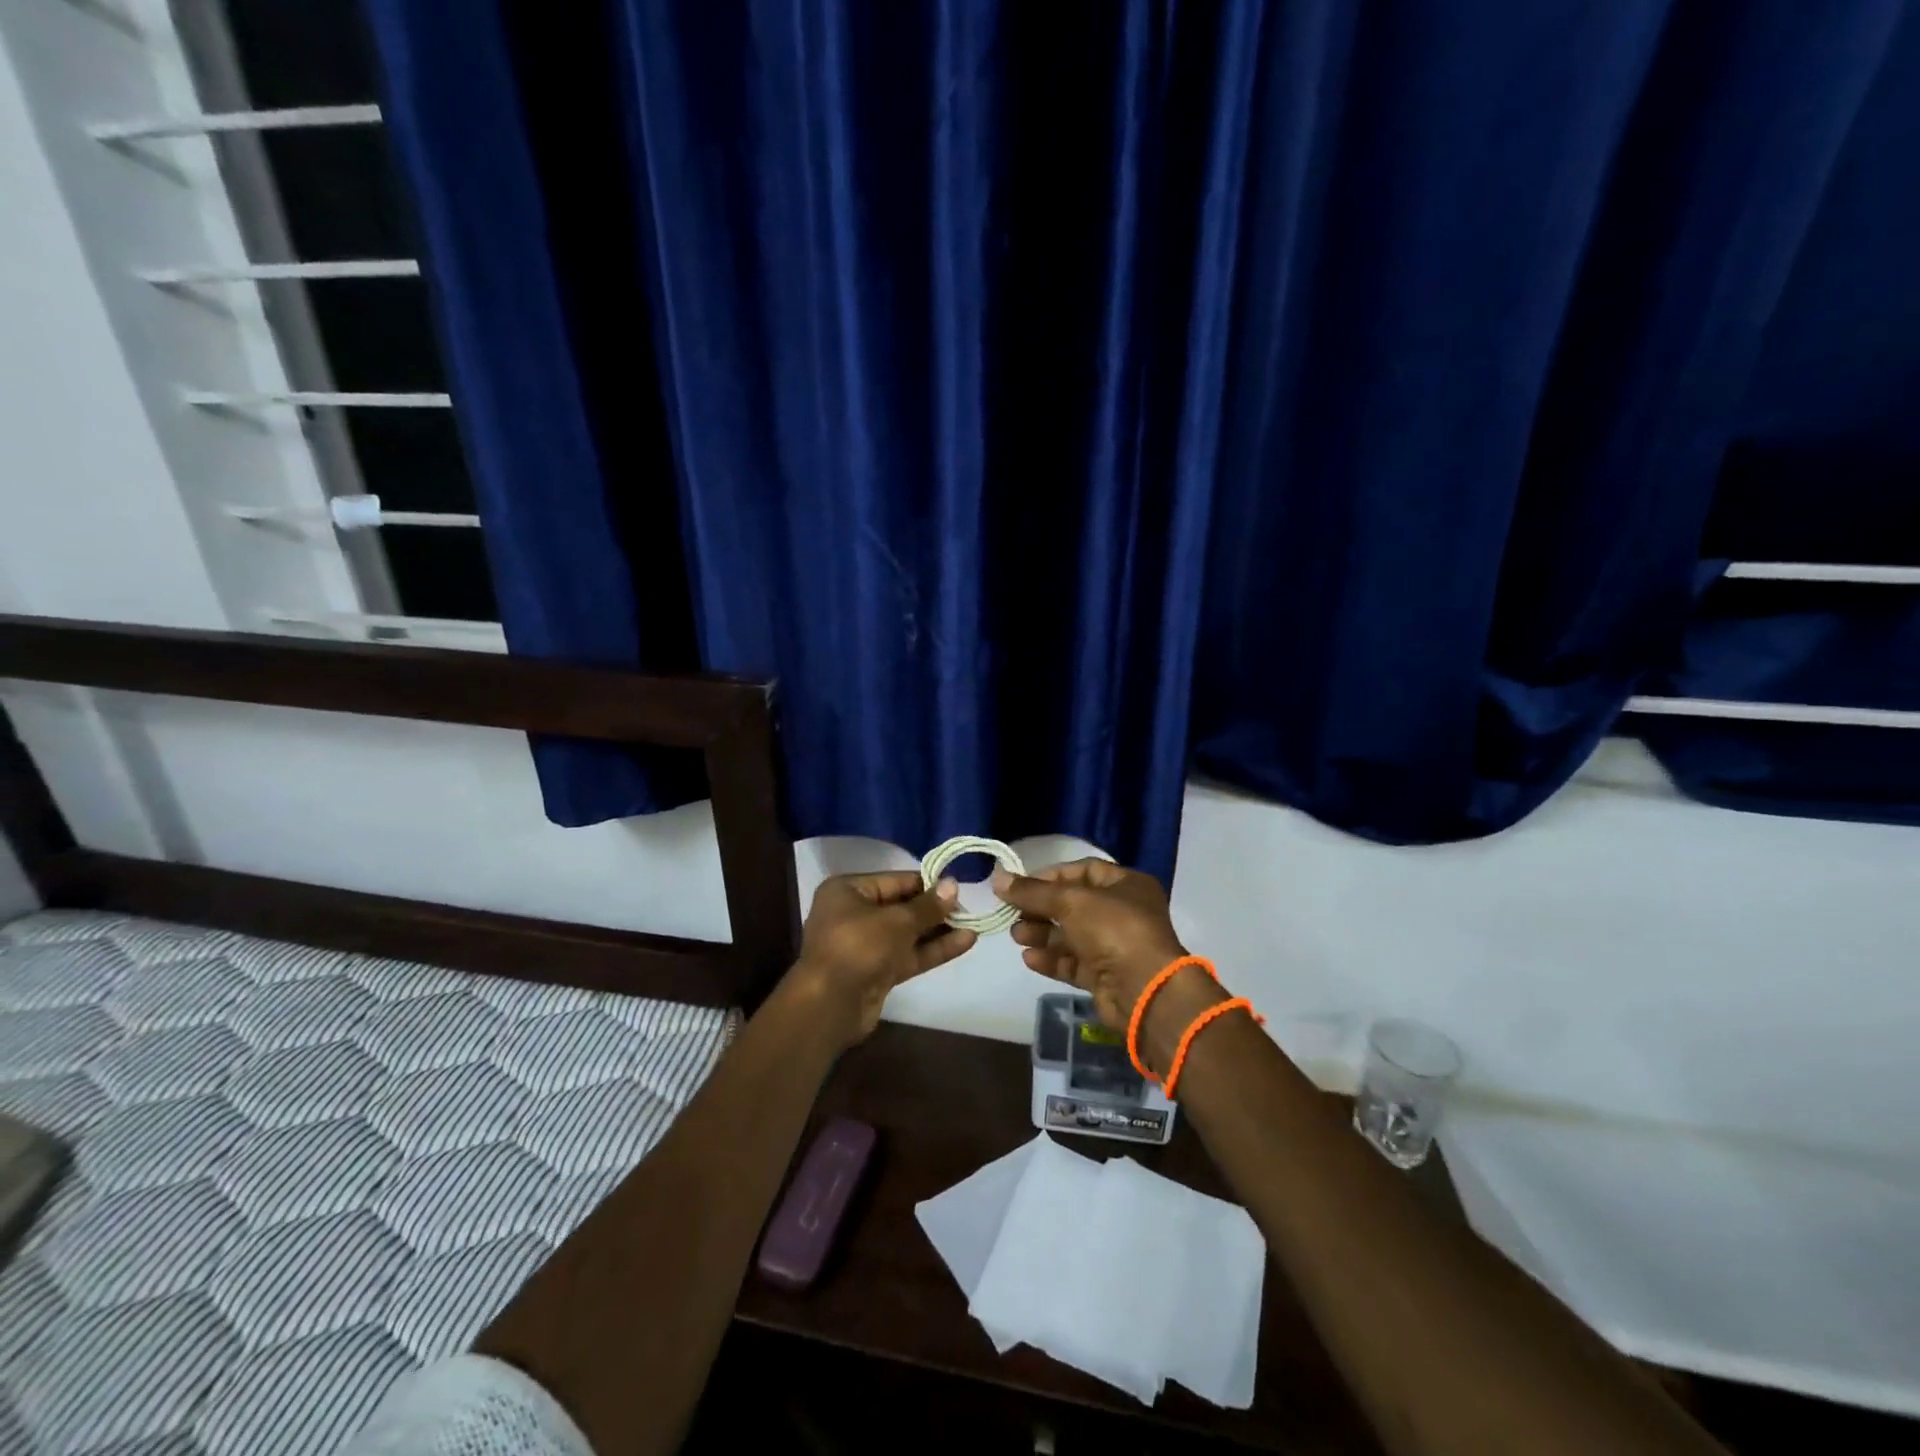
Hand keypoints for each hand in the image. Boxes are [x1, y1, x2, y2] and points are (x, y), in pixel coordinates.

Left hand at [786, 871, 976, 1048]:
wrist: (830, 1005)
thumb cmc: (858, 947)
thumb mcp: (897, 921)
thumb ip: (927, 906)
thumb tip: (953, 885)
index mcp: (848, 891)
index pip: (895, 880)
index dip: (928, 883)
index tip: (959, 886)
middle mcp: (854, 914)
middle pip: (902, 906)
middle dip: (935, 909)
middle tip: (970, 907)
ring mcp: (865, 945)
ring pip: (907, 933)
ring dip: (939, 930)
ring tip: (974, 923)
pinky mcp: (877, 972)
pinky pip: (908, 955)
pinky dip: (933, 949)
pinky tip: (965, 942)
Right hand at [994, 858, 1220, 1067]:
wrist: (1145, 991)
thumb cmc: (1114, 930)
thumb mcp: (1070, 901)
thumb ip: (1032, 891)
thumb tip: (997, 878)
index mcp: (1127, 884)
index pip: (1083, 871)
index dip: (1050, 876)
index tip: (1020, 885)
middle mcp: (1124, 912)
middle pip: (1074, 904)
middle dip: (1041, 908)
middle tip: (1013, 913)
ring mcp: (1115, 946)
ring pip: (1071, 935)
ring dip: (1042, 934)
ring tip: (1017, 936)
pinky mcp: (1106, 976)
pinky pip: (1073, 962)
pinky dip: (1052, 959)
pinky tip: (1029, 958)